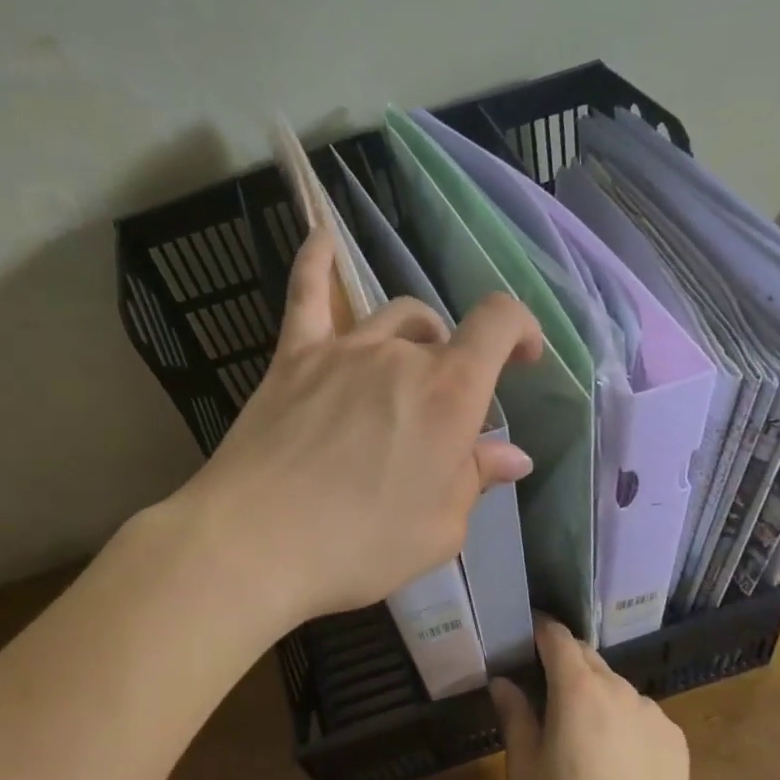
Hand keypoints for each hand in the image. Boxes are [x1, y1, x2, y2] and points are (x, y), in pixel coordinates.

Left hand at [181, 228, 541, 626]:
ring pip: (391, 316)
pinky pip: (307, 294)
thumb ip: (476, 479)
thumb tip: (514, 454)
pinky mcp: (293, 357)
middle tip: (440, 418)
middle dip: (455, 364)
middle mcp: (400, 355)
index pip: (499, 323)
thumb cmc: (360, 545)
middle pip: (441, 333)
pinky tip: (322, 234)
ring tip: (407, 368)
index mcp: (449, 392)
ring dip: (412, 335)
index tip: (524, 358)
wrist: (254, 543)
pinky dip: (317, 260)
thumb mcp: (439, 528)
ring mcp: (342, 349)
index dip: (521, 329)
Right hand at [491, 617, 689, 779]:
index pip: (557, 636)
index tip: (527, 636)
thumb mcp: (525, 766)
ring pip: (615, 687)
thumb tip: (502, 682)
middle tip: (549, 689)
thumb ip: (514, 715)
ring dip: (597, 695)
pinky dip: (625, 721)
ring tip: (587, 734)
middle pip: (587, 657)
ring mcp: (650, 709)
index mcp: (576, 686)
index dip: (540, 629)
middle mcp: (617, 685)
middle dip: (566, 663)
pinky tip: (621, 759)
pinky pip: (641, 714)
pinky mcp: (674, 735)